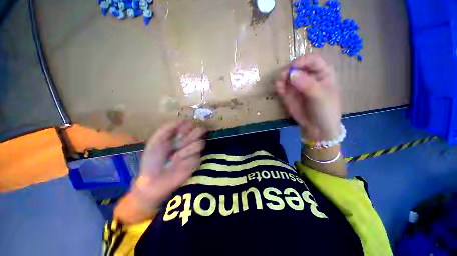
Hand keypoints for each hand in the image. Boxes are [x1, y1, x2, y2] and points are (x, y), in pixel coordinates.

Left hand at [115, 120, 205, 223]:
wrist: (153, 181)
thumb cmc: (152, 160)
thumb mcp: (156, 140)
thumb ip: (168, 128)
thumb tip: (183, 120)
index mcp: (180, 135)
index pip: (191, 124)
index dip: (187, 126)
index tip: (177, 133)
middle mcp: (189, 142)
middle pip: (201, 131)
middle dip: (191, 135)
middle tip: (179, 142)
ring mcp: (193, 152)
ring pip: (201, 143)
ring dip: (187, 149)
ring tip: (175, 157)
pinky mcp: (196, 162)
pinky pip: (197, 155)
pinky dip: (186, 158)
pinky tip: (178, 164)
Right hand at [275, 53, 340, 140]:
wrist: (317, 128)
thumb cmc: (325, 110)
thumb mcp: (320, 97)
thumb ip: (307, 85)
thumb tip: (292, 74)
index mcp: (322, 73)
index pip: (312, 60)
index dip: (302, 61)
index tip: (293, 67)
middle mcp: (308, 76)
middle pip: (296, 66)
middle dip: (288, 70)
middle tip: (282, 77)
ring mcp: (296, 85)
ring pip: (286, 76)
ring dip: (281, 78)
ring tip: (279, 85)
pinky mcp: (288, 93)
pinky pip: (281, 86)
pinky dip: (278, 87)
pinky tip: (278, 91)